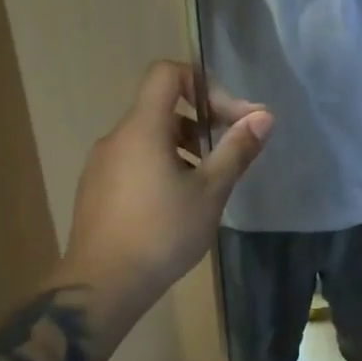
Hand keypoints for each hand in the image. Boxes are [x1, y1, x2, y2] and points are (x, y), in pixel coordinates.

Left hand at [61, 62, 271, 317]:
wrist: (101, 286)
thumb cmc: (161, 233)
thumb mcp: (210, 191)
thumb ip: (237, 149)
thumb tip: (264, 116)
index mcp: (143, 128)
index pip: (167, 73)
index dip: (203, 83)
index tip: (229, 116)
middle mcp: (117, 137)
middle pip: (162, 107)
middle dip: (202, 121)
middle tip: (231, 150)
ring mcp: (102, 164)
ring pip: (150, 137)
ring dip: (184, 146)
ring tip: (209, 181)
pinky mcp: (96, 189)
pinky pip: (135, 160)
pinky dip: (162, 165)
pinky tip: (178, 203)